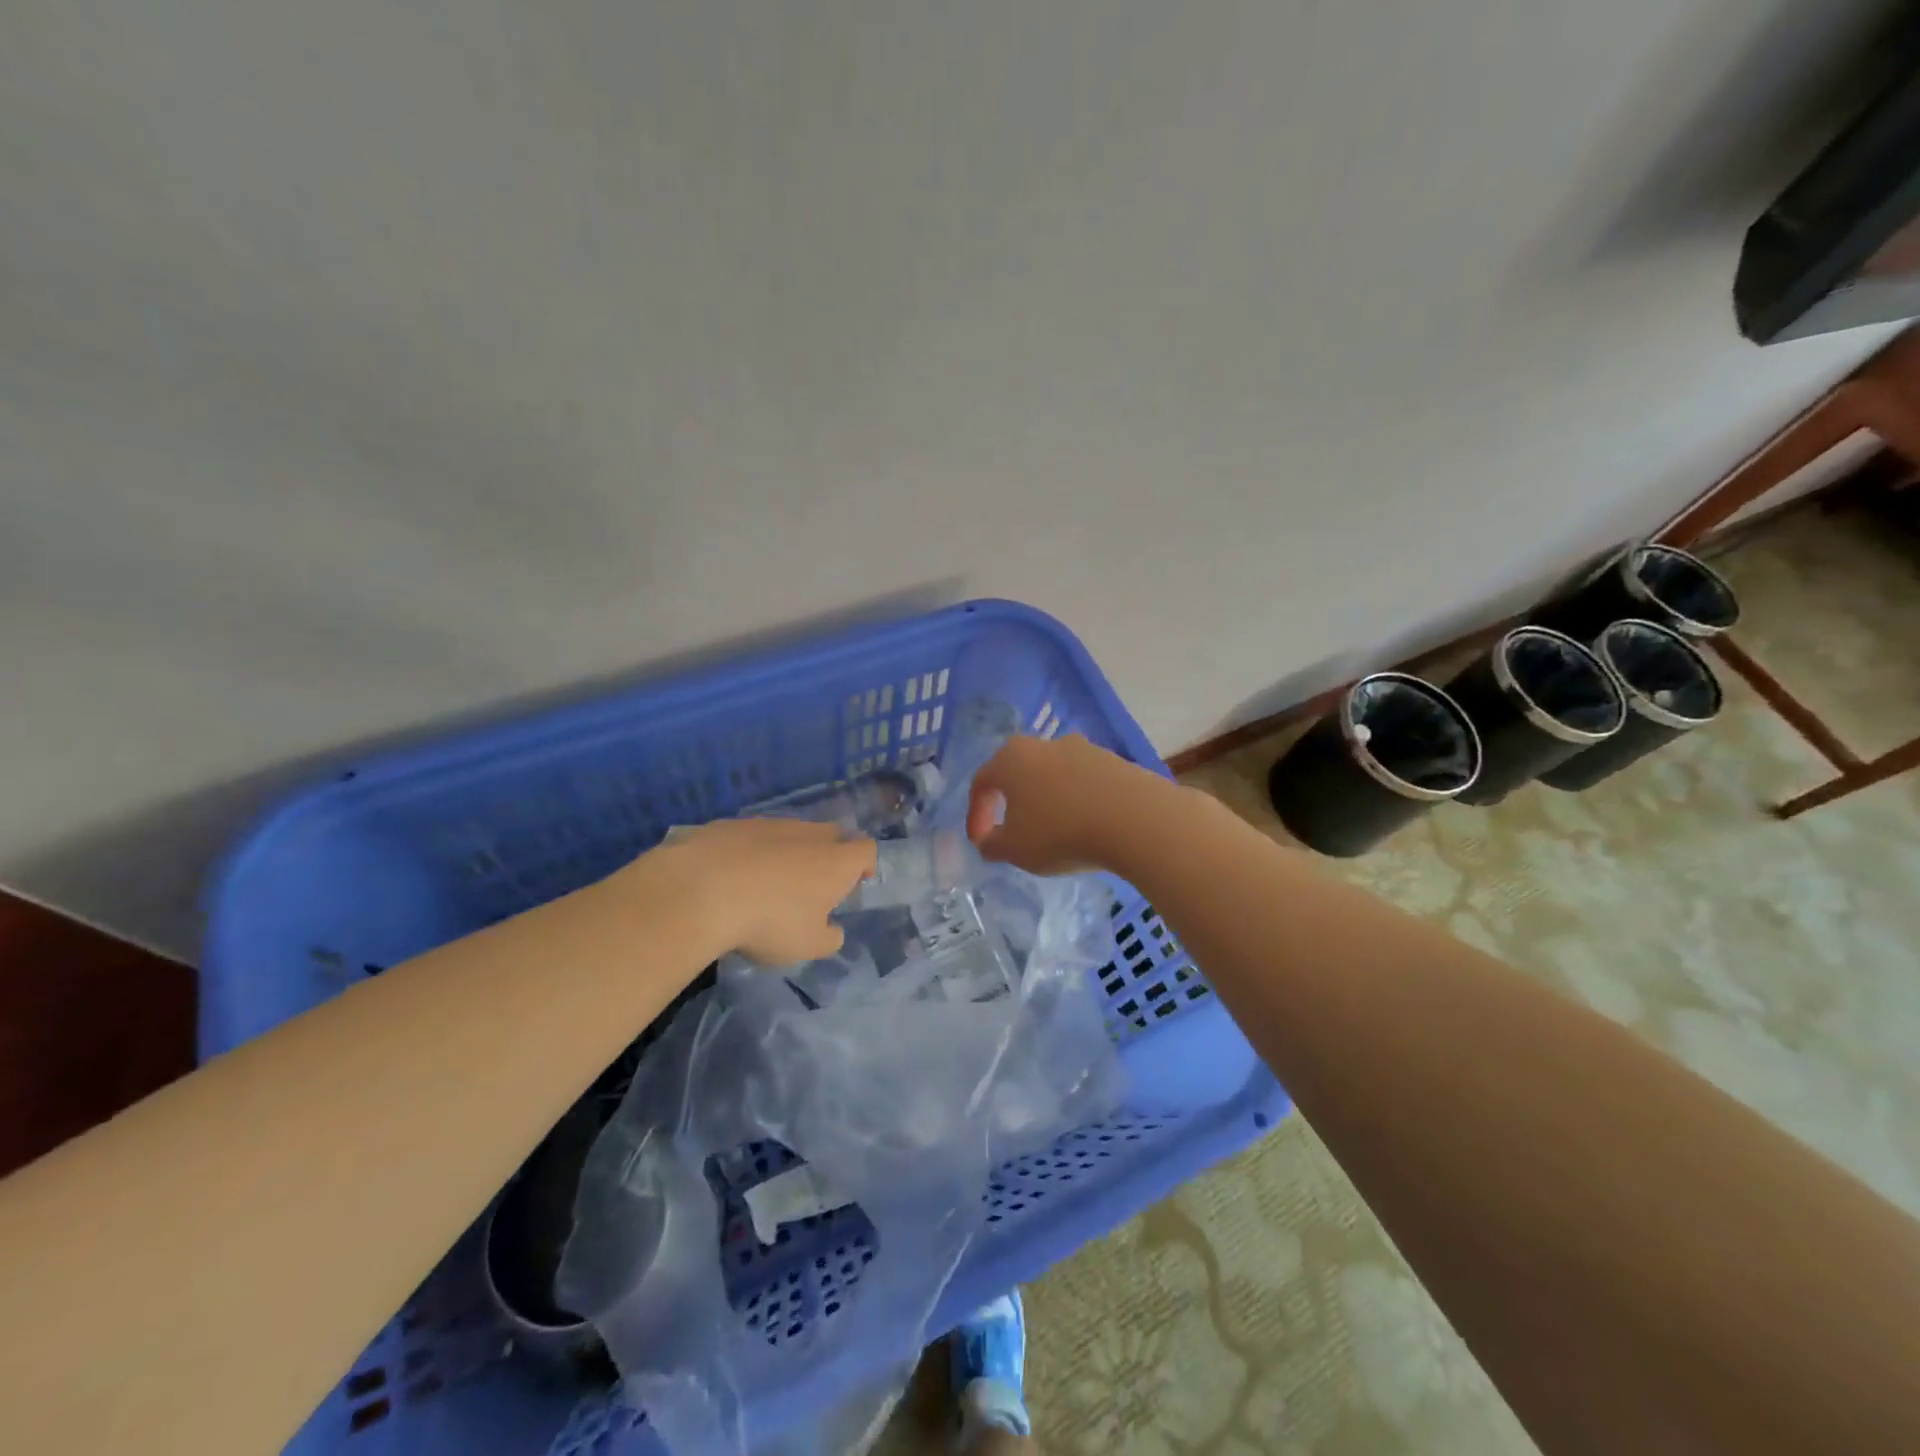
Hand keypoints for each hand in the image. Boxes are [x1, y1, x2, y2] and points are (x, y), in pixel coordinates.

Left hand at [642, 818, 876, 963]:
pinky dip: (751, 851)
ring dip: (788, 853)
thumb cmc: (769, 921)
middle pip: (832, 835)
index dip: (865, 865)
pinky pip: (753, 836)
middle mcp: (809, 834)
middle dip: (829, 855)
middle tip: (813, 885)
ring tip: (767, 884)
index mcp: (836, 861)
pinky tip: (732, 876)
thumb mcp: (807, 946)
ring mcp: (770, 824)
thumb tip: (833, 930)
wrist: (701, 890)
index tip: (855, 883)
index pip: (866, 849)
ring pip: (791, 833)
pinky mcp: (733, 824)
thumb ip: (829, 938)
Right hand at [966, 735, 1160, 875]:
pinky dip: (1078, 802)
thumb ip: (992, 845)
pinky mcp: (1114, 761)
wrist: (1136, 819)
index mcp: (1011, 759)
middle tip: (1015, 830)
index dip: (976, 814)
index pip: (982, 782)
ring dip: (1048, 801)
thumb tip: (988, 841)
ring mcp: (1083, 749)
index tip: (982, 841)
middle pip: (1019, 771)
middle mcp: (1044, 744)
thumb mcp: (1015, 850)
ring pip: (1054, 775)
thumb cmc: (1061, 832)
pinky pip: (1085, 782)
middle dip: (1013, 802)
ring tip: (1055, 832)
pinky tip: (1086, 827)